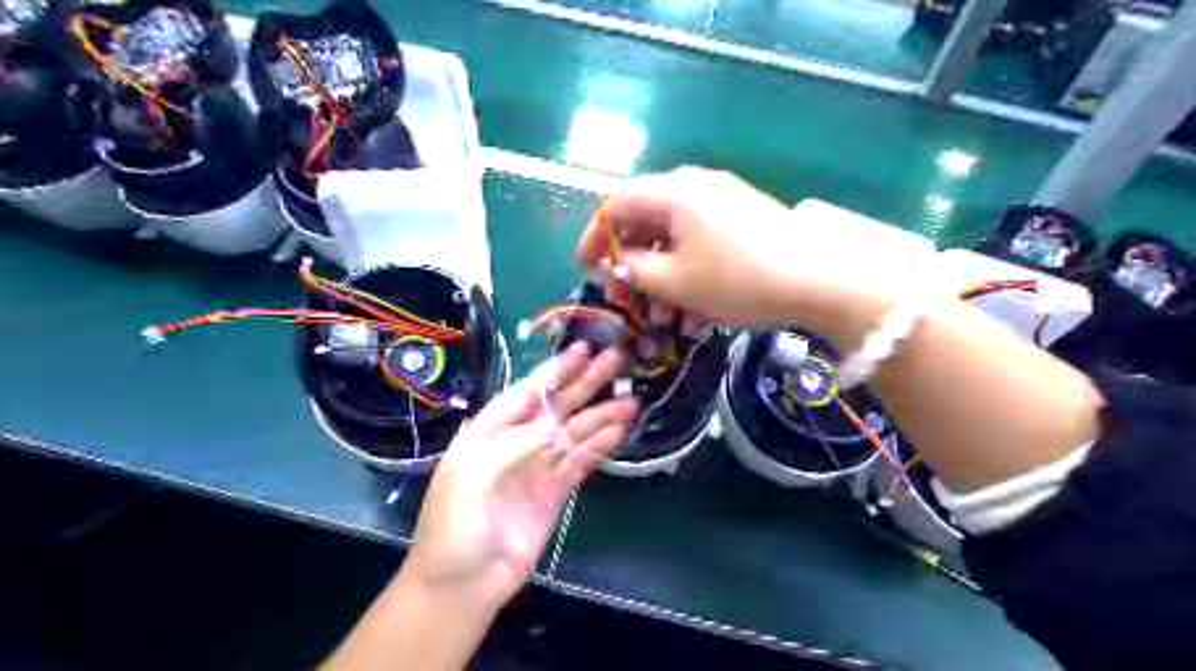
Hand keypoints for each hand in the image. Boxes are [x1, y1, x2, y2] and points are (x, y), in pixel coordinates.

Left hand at [404, 343, 633, 609]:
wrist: (462, 585)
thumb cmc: (454, 526)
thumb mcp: (472, 476)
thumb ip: (514, 444)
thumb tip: (554, 423)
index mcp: (489, 432)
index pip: (527, 392)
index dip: (554, 371)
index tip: (583, 349)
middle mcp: (517, 442)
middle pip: (557, 406)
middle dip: (586, 383)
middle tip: (617, 360)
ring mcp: (538, 467)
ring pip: (574, 432)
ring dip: (601, 415)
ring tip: (631, 400)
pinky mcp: (555, 492)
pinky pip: (580, 462)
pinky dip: (598, 445)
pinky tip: (618, 431)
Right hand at [580, 164, 906, 345]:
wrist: (821, 282)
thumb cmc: (737, 280)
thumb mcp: (674, 282)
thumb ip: (631, 269)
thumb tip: (615, 261)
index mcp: (674, 192)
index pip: (617, 204)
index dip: (594, 237)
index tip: (586, 269)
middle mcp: (697, 188)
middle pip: (647, 224)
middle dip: (634, 269)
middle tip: (629, 304)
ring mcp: (725, 204)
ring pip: (677, 242)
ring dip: (665, 282)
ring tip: (669, 322)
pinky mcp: (746, 224)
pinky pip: (704, 247)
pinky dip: (692, 278)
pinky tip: (699, 316)